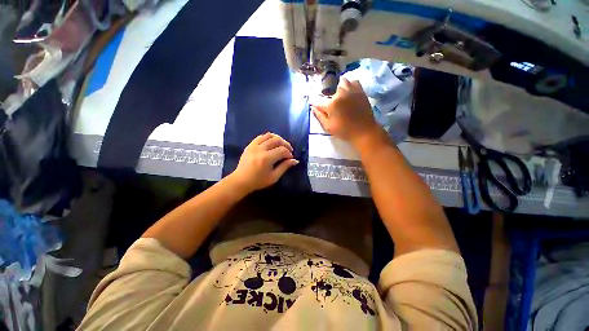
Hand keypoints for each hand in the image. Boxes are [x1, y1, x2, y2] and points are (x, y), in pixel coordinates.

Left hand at [229, 133, 298, 193]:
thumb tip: (295, 160)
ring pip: (269, 135)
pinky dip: (269, 137)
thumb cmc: (258, 181)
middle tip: (289, 150)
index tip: (291, 158)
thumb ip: (285, 167)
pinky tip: (272, 143)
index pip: (282, 150)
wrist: (241, 181)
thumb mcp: (274, 177)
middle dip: (286, 144)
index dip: (289, 153)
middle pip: (277, 140)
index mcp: (266, 159)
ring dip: (278, 139)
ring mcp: (254, 145)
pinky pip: (261, 136)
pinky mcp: (250, 145)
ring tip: (282, 145)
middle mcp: (260, 149)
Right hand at [312, 78, 380, 145]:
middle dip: (328, 97)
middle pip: (330, 90)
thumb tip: (313, 107)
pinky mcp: (360, 91)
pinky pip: (354, 81)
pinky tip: (349, 92)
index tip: (316, 106)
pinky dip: (350, 84)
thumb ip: (319, 116)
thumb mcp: (328, 127)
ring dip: (338, 88)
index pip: (319, 101)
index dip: (316, 104)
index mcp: (332, 104)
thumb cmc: (344, 131)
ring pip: (342, 83)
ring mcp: (351, 91)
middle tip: (331, 106)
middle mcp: (340, 94)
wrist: (364, 131)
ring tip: (339, 96)